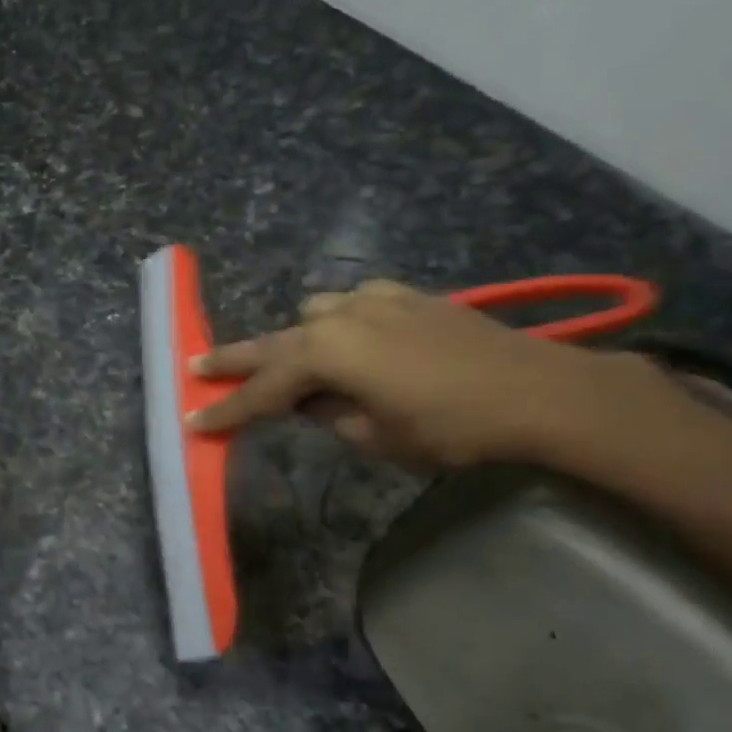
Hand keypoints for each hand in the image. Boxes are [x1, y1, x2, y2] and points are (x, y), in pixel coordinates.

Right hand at [187, 279, 661, 467]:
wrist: (537, 390)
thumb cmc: (450, 426)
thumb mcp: (376, 436)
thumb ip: (329, 416)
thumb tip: (311, 403)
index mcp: (326, 355)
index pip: (263, 391)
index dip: (228, 411)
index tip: (194, 422)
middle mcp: (340, 317)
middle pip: (272, 343)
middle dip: (233, 360)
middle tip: (194, 367)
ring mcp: (373, 299)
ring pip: (312, 316)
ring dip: (294, 342)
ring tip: (291, 367)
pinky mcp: (405, 295)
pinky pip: (352, 305)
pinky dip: (338, 324)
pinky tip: (352, 341)